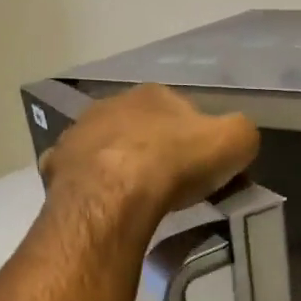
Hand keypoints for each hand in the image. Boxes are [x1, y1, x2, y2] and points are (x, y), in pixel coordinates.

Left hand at [41, 84, 258, 225]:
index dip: (196, 139)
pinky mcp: (58, 167)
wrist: (114, 193)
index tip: (204, 168)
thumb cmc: (175, 163)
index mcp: (154, 94)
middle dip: (155, 151)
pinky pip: (79, 175)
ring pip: (106, 149)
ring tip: (137, 199)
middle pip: (141, 128)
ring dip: (120, 166)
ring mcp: (79, 134)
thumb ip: (241, 134)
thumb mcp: (235, 141)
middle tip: (172, 185)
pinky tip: (103, 206)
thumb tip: (236, 142)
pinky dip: (90, 187)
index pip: (182, 111)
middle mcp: (112, 104)